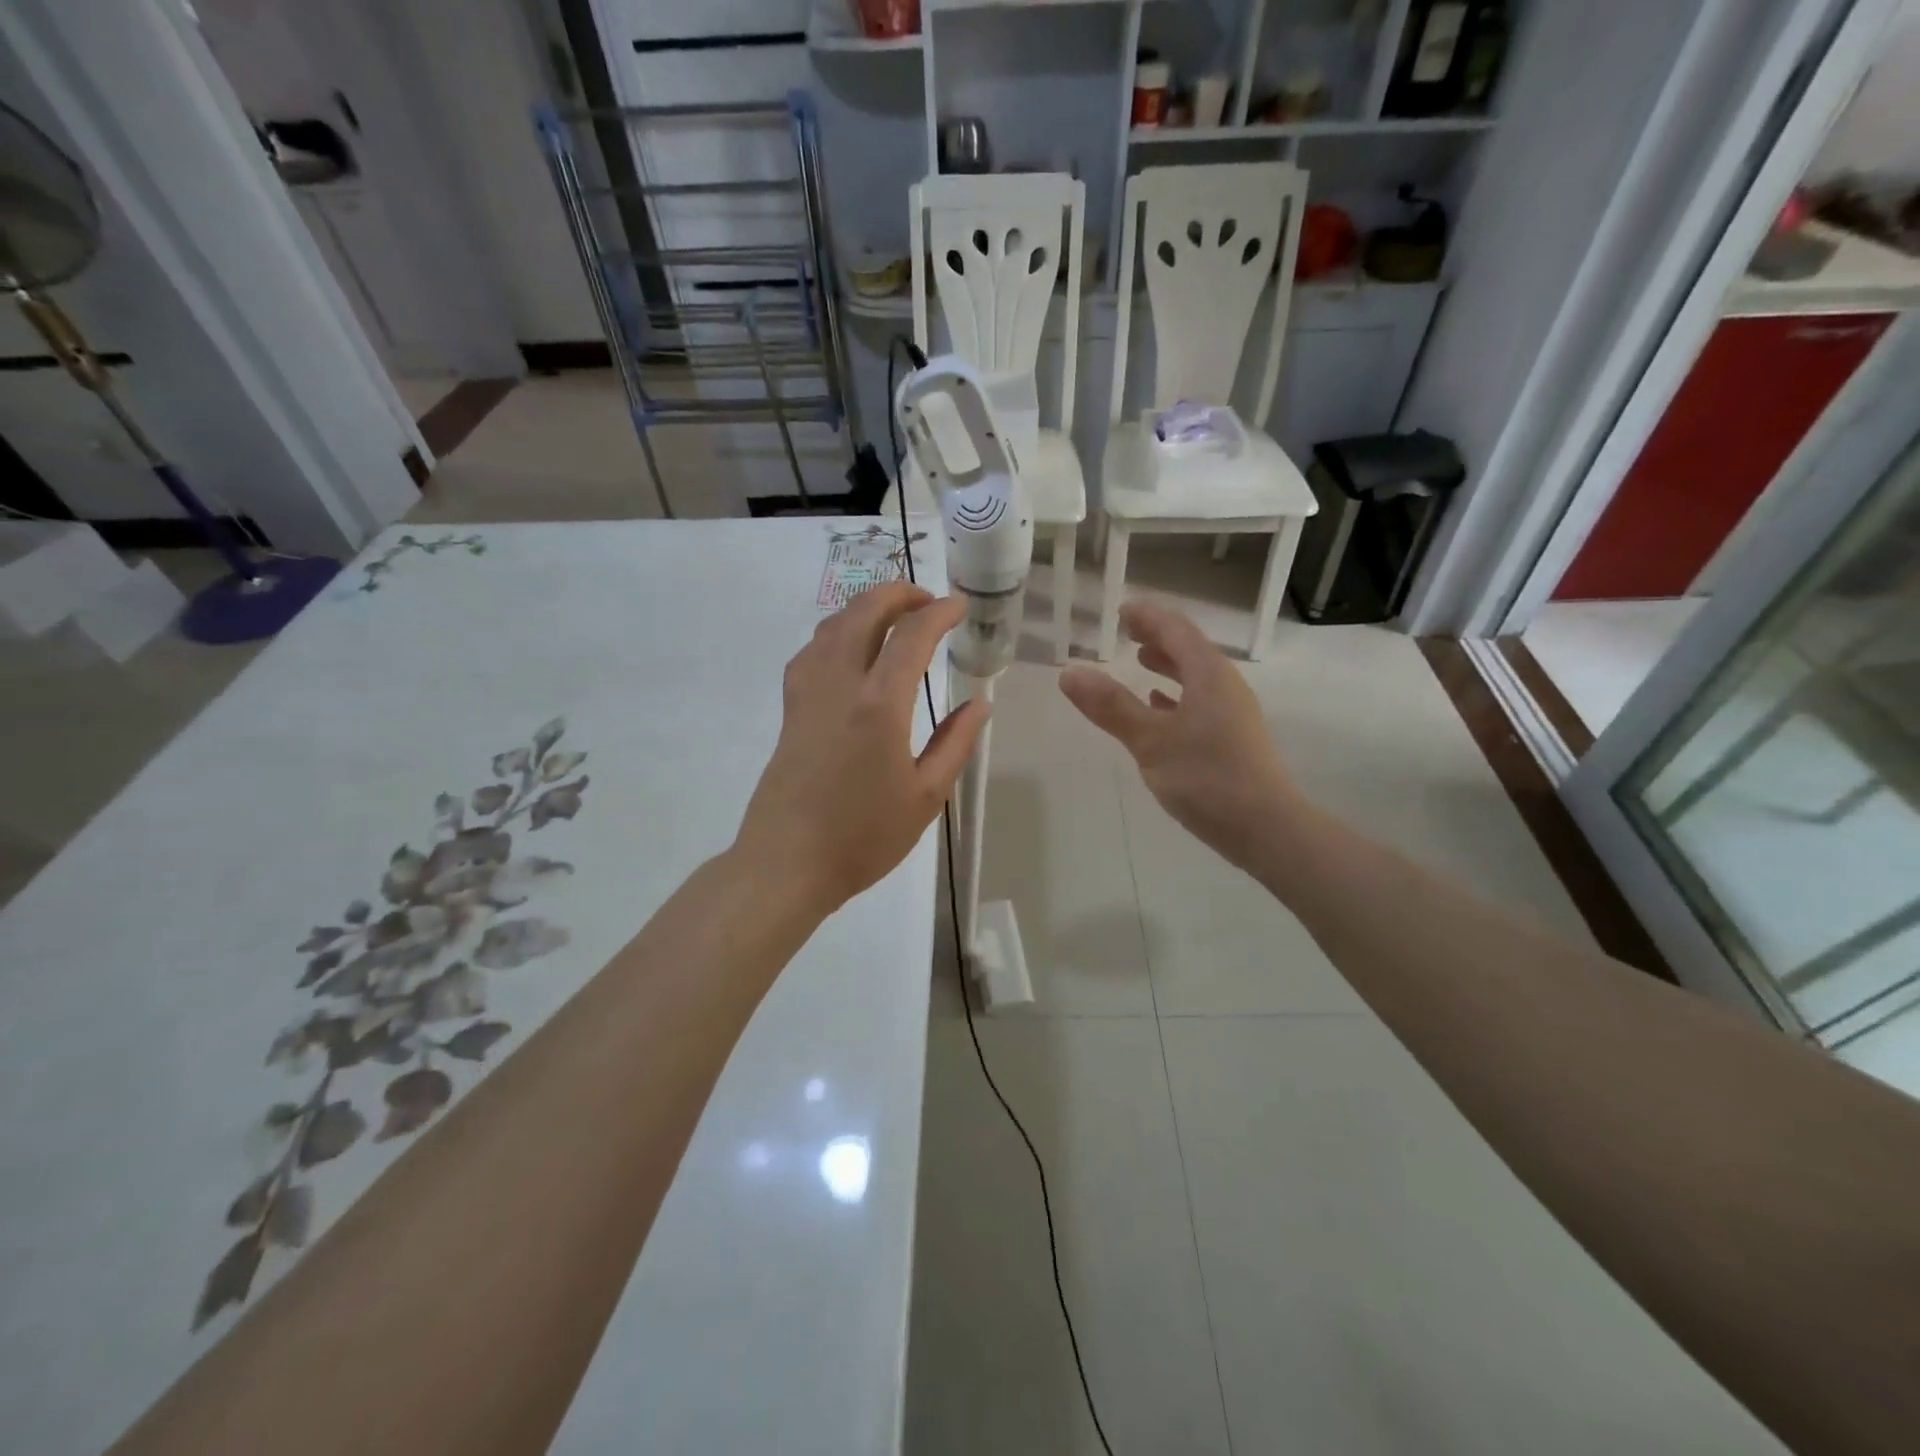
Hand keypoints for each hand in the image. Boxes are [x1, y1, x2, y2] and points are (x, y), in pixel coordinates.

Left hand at [734, 583, 990, 915]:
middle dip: (898, 594)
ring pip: (832, 625)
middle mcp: (839, 684)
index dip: (939, 612)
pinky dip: (838, 632)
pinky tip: (851, 651)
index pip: (911, 635)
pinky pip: (813, 649)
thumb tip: (980, 704)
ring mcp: (807, 692)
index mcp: (879, 704)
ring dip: (865, 607)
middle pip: (863, 612)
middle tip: (928, 601)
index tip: (960, 606)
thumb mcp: (925, 796)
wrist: (787, 863)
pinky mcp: (790, 708)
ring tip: (894, 617)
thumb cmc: (863, 836)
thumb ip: (955, 743)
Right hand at [1060, 601, 1299, 872]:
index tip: (1121, 610)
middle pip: (1189, 649)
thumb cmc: (1207, 777)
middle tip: (1127, 633)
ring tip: (1140, 663)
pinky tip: (1160, 709)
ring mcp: (1233, 713)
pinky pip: (1201, 702)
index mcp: (1208, 674)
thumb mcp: (1150, 741)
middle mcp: (1225, 685)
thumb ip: (1111, 707)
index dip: (1148, 617)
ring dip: (1168, 665)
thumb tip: (1069, 673)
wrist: (1266, 828)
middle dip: (1158, 638)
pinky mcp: (1233, 739)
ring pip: (1196, 677)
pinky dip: (1177, 696)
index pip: (1176, 629)